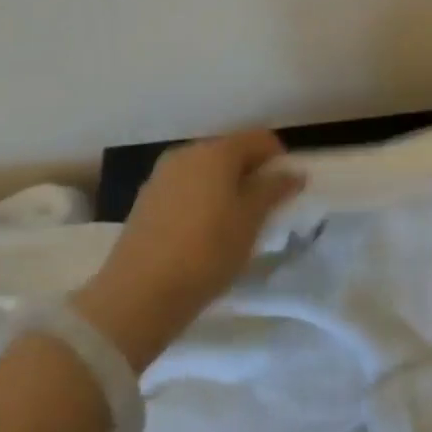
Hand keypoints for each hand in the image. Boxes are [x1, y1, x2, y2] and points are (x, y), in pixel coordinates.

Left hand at [74, 130, 302, 369]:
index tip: (289, 187)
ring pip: (206, 170)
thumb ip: (273, 190)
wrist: (139, 293)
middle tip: (266, 206)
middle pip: (230, 151)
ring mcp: (162, 175)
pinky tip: (205, 230)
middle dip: (251, 172)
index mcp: (216, 151)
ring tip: (236, 221)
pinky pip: (186, 187)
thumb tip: (293, 172)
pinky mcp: (147, 199)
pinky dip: (202, 198)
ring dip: (226, 186)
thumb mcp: (250, 222)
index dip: (279, 157)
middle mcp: (187, 153)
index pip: (258, 138)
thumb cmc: (207, 251)